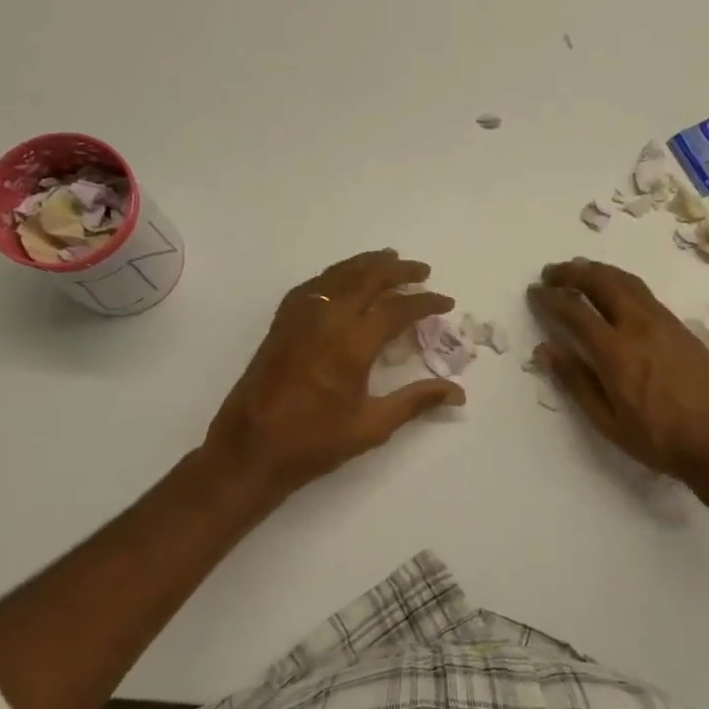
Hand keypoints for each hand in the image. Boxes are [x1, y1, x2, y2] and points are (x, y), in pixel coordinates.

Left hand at [203, 249, 464, 499]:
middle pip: (367, 279)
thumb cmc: (315, 442)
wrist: (251, 449)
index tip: (446, 303)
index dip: (425, 303)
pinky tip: (342, 280)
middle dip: (398, 271)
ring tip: (389, 259)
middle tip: (422, 270)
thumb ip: (415, 402)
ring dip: (366, 264)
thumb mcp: (372, 426)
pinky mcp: (281, 324)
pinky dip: (335, 276)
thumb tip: (457, 393)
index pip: (397, 309)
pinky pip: (312, 286)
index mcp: (352, 344)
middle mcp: (326, 320)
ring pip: (338, 275)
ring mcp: (299, 318)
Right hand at [528, 259, 708, 499]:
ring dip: (599, 271)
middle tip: (552, 272)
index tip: (534, 292)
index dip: (550, 298)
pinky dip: (622, 283)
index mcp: (616, 352)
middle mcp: (639, 326)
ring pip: (627, 281)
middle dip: (573, 272)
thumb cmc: (658, 440)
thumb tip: (545, 350)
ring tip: (580, 270)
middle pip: (602, 282)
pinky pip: (645, 293)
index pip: (575, 312)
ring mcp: (665, 323)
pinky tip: (616, 293)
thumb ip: (575, 381)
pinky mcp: (681, 328)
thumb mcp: (607, 421)